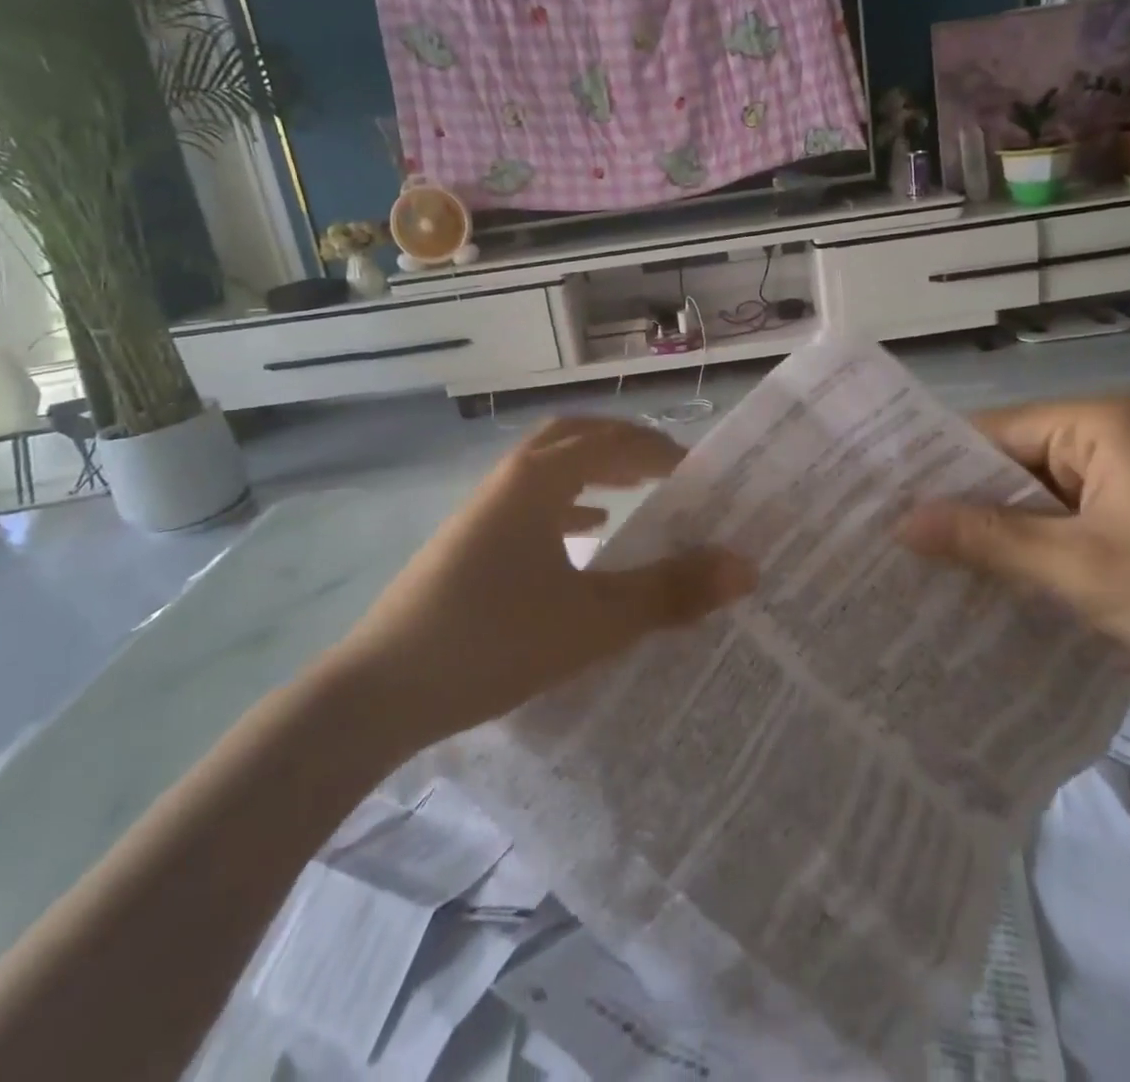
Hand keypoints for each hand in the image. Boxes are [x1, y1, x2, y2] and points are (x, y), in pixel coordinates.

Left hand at [337, 417, 753, 746]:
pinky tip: (583, 536)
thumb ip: (672, 592)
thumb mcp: (595, 621)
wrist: (381, 692)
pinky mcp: (468, 542)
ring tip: (634, 494)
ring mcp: (482, 510)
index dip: (659, 449)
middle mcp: (509, 480)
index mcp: (539, 480)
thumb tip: (747, 567)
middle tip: (667, 470)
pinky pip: (528, 503)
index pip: (611, 440)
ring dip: (593, 471)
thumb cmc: (495, 641)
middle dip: (623, 446)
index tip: (698, 471)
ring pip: (548, 469)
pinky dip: (565, 504)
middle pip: (574, 438)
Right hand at [897, 394, 1129, 726]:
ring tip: (925, 566)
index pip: (989, 433)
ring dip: (996, 533)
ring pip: (1037, 498)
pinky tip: (990, 581)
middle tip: (892, 544)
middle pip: (1011, 463)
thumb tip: (901, 521)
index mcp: (1098, 422)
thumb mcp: (1081, 568)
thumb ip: (988, 539)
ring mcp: (1129, 476)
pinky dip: (1034, 549)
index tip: (880, 506)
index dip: (935, 469)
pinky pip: (1067, 521)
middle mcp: (1110, 435)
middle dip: (962, 506)